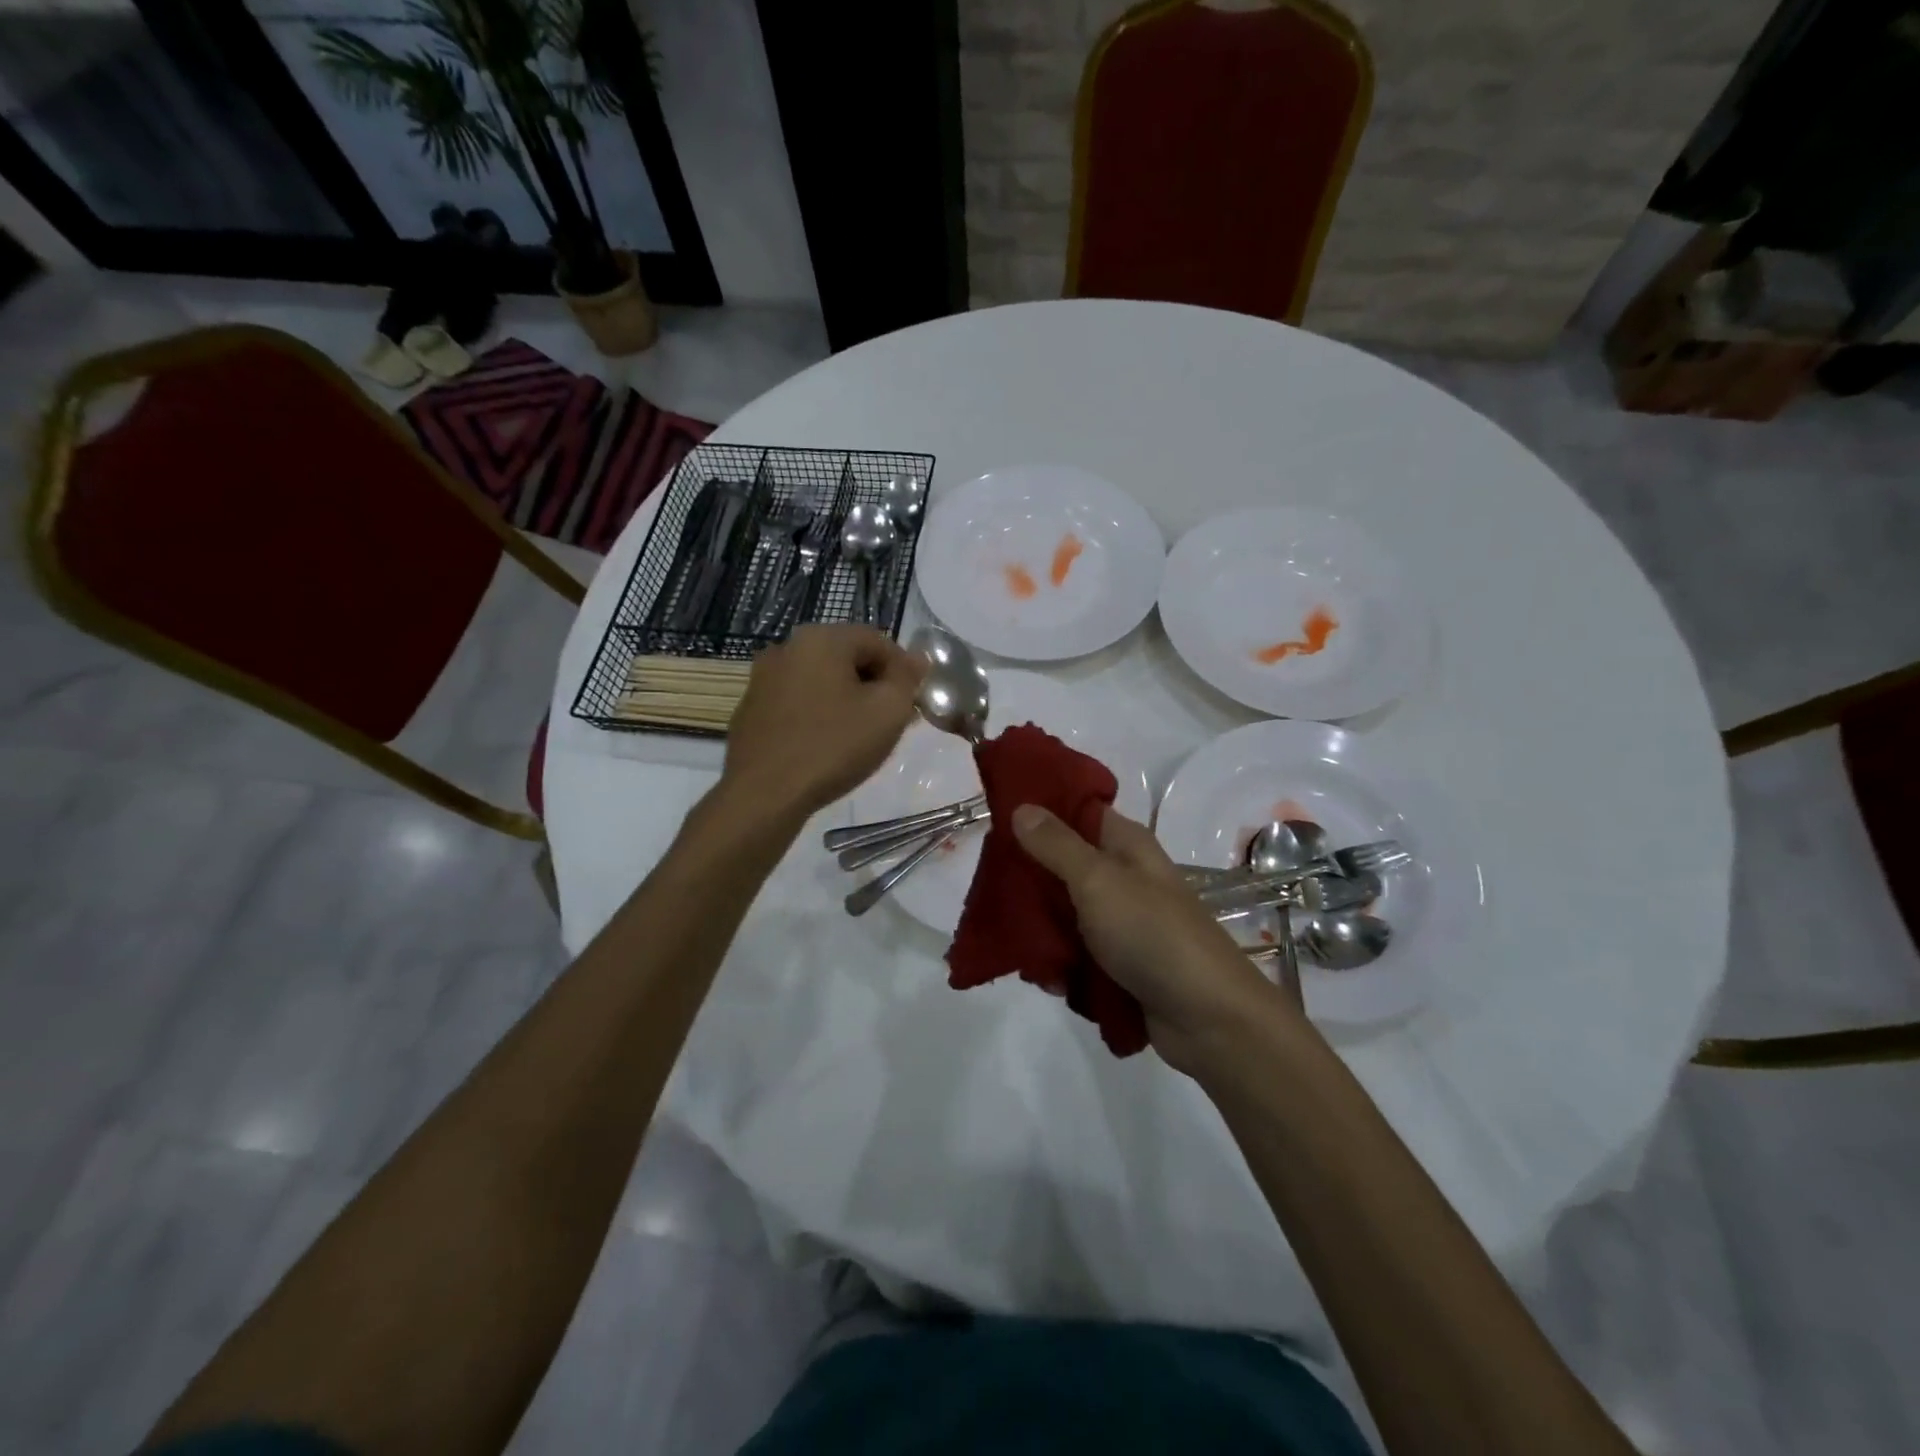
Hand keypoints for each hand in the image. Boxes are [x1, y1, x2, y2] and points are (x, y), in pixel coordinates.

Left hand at [723, 625, 925, 819]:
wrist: (763, 794)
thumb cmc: (832, 747)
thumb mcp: (887, 711)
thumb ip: (907, 679)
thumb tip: (917, 659)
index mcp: (821, 638)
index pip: (878, 641)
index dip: (904, 670)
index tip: (914, 703)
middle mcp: (787, 647)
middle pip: (847, 658)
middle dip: (875, 685)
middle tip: (893, 721)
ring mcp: (763, 678)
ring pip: (822, 680)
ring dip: (847, 700)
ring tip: (862, 736)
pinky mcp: (751, 709)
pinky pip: (798, 702)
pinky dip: (819, 715)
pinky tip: (827, 746)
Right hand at [1012, 803, 1301, 1073]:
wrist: (1208, 1019)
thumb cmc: (1152, 934)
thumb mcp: (1098, 881)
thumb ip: (1057, 845)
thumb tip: (1023, 806)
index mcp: (1125, 845)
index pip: (1077, 810)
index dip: (1040, 810)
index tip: (996, 818)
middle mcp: (1123, 877)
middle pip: (1063, 864)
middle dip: (1029, 879)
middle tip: (993, 890)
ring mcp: (1122, 922)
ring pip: (1064, 912)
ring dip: (1041, 929)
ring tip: (1018, 947)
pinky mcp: (1118, 963)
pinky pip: (1076, 954)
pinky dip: (1061, 964)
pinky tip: (1049, 980)